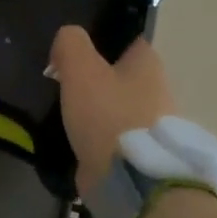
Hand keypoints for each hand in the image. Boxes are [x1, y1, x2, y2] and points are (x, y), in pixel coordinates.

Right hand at [48, 26, 174, 193]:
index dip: (97, 37)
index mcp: (148, 63)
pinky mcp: (139, 152)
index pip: (124, 37)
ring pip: (113, 103)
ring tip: (60, 107)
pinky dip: (93, 131)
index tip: (69, 48)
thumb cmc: (108, 114)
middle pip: (118, 72)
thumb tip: (67, 38)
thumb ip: (70, 43)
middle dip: (92, 74)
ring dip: (92, 105)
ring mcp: (150, 124)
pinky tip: (70, 132)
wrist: (129, 180)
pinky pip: (111, 132)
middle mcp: (157, 89)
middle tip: (59, 78)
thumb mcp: (81, 68)